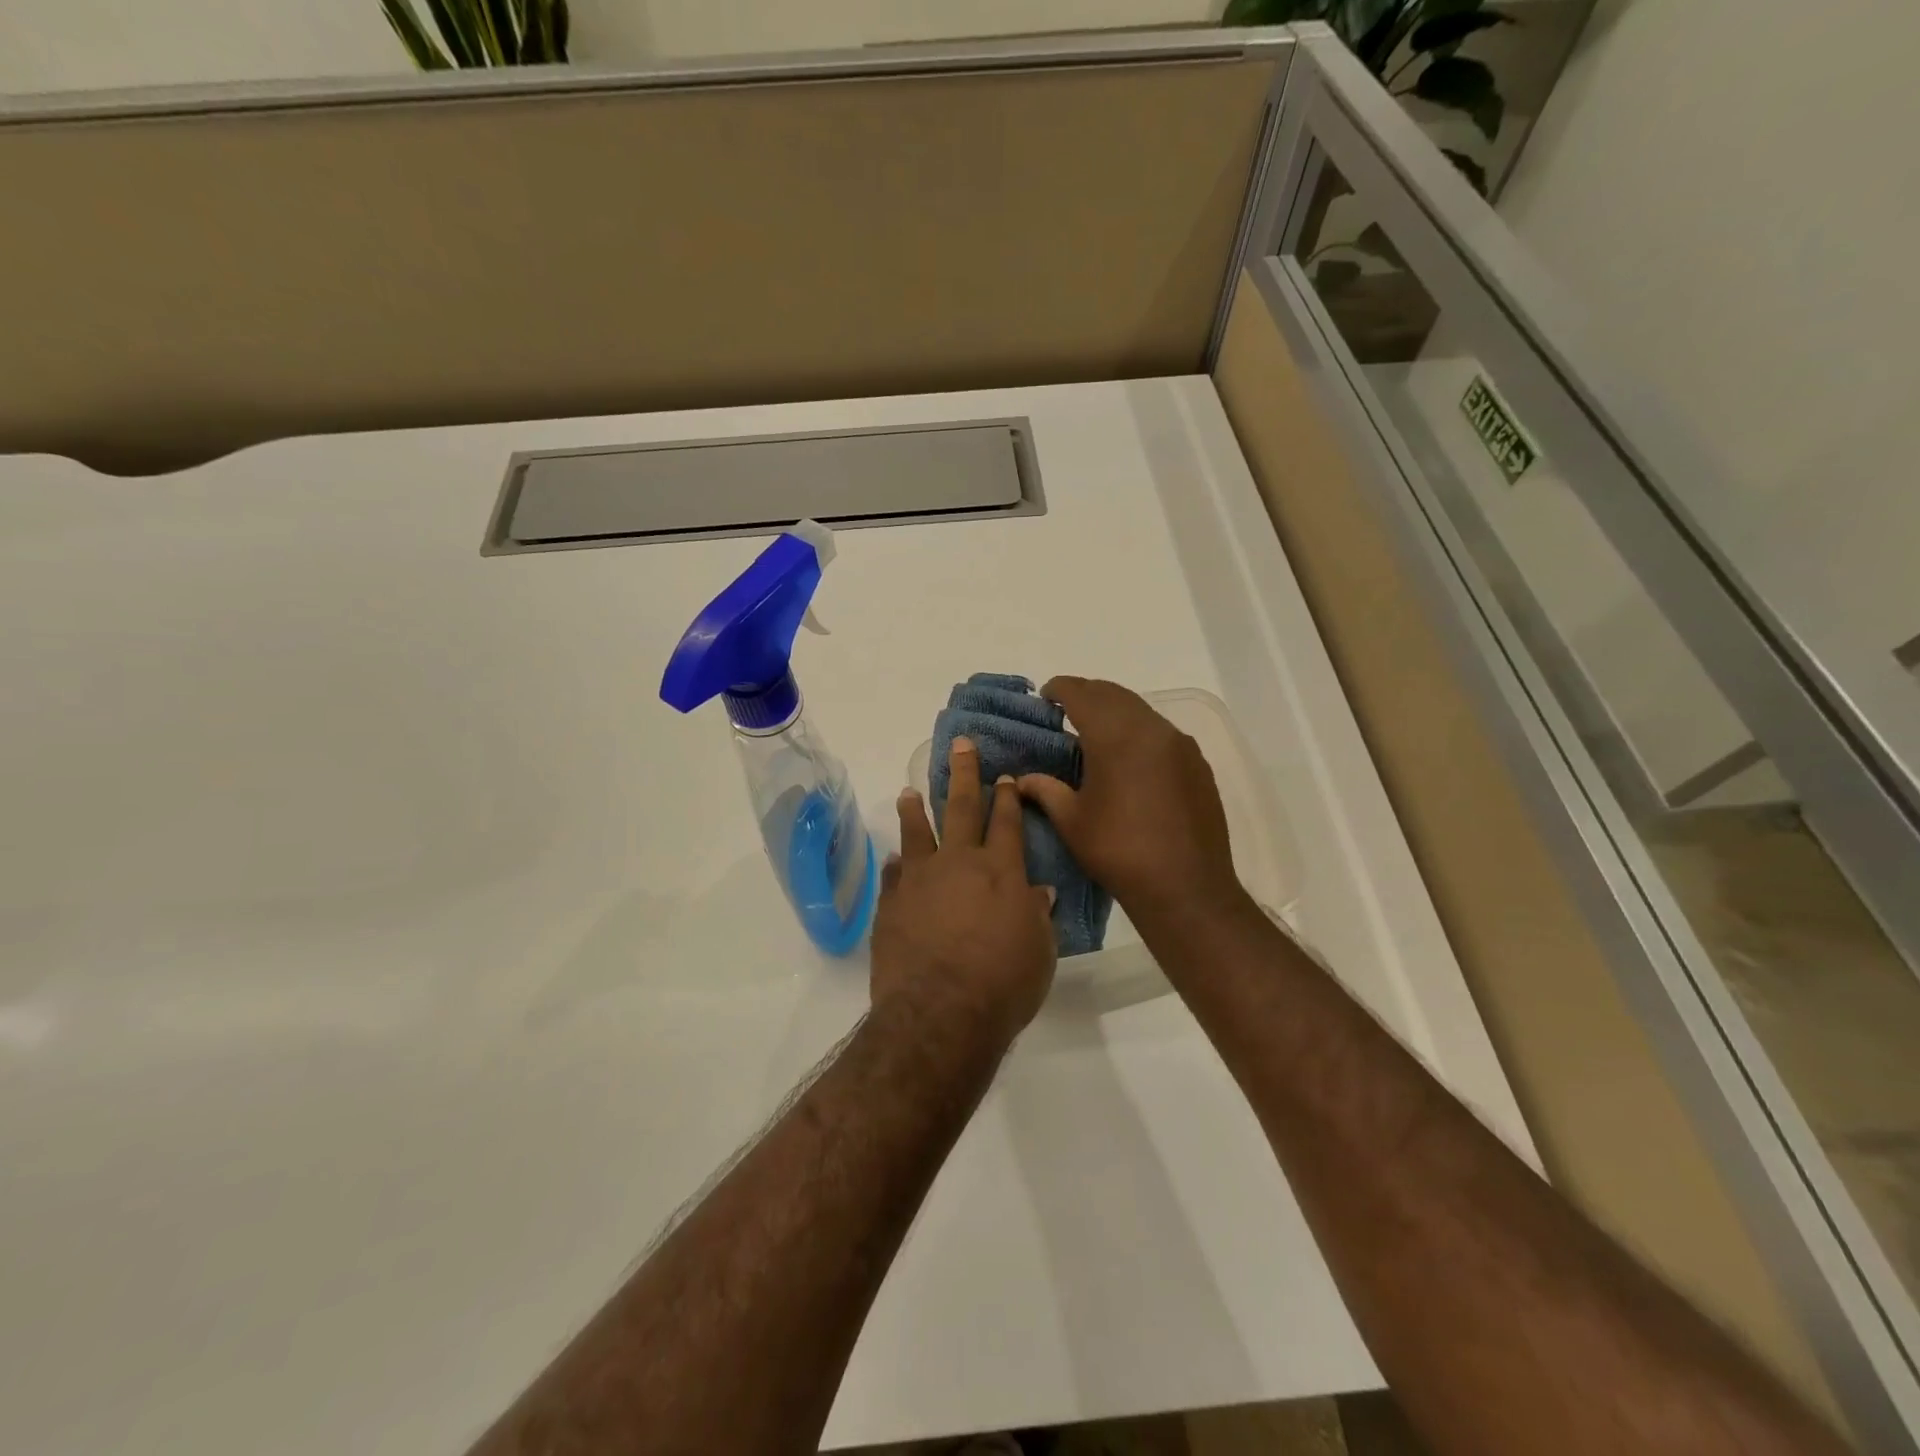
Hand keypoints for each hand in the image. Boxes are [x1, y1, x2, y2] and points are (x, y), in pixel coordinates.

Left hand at [869, 737, 1057, 1054]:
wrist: (940, 1014)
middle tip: (960, 746)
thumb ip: (1036, 914)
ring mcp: (920, 880)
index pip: (1006, 822)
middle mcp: (959, 863)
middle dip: (963, 774)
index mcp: (1001, 870)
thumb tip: (1038, 891)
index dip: (1007, 797)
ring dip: (915, 809)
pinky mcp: (892, 903)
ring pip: (917, 832)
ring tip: (908, 792)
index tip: (1005, 777)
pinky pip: (894, 873)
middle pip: (961, 807)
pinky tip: (895, 858)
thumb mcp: (1039, 951)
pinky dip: (897, 863)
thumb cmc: (1003, 984)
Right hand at [1017, 677, 1243, 927]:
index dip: (1060, 689)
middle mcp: (1151, 729)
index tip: (1045, 694)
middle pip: (1114, 694)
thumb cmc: (1119, 853)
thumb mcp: (1072, 822)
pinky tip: (1129, 755)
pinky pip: (1162, 732)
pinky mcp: (1197, 763)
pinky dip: (1139, 730)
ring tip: (1094, 729)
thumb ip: (1046, 790)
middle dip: (1087, 694)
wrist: (1186, 887)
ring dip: (1115, 710)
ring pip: (1141, 710)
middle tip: (1065, 708)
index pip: (1082, 695)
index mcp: (1115, 737)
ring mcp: (1179, 744)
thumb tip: (1022, 779)